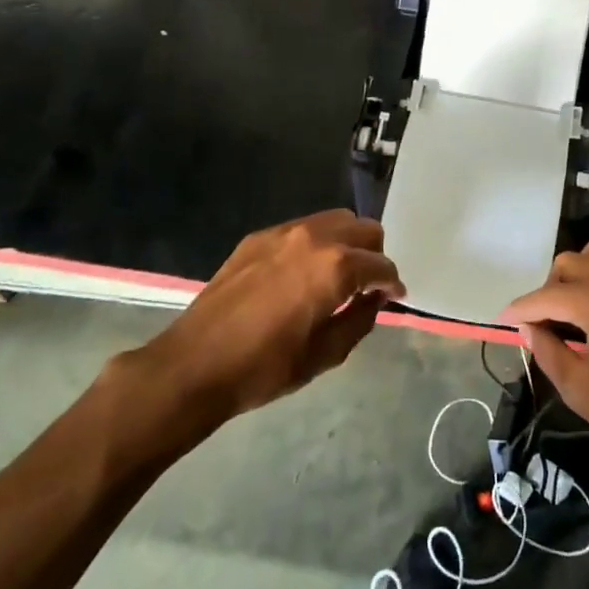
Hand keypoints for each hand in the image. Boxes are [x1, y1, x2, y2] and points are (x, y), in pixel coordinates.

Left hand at [144, 210, 403, 421]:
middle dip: (374, 255)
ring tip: (338, 275)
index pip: (381, 265)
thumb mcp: (325, 355)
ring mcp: (284, 232)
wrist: (194, 364)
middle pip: (364, 230)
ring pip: (335, 220)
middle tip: (367, 286)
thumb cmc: (265, 368)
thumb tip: (375, 299)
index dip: (392, 283)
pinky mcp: (259, 237)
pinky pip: (303, 228)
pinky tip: (304, 273)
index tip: (394, 297)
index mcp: (336, 267)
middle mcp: (315, 238)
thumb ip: (360, 320)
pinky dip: (317, 243)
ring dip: (347, 243)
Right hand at [500, 240, 588, 477]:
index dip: (520, 309)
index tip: (503, 320)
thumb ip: (547, 352)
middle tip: (543, 323)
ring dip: (579, 274)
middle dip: (549, 290)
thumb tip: (528, 328)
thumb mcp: (581, 393)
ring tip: (573, 310)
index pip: (547, 296)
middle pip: (570, 263)